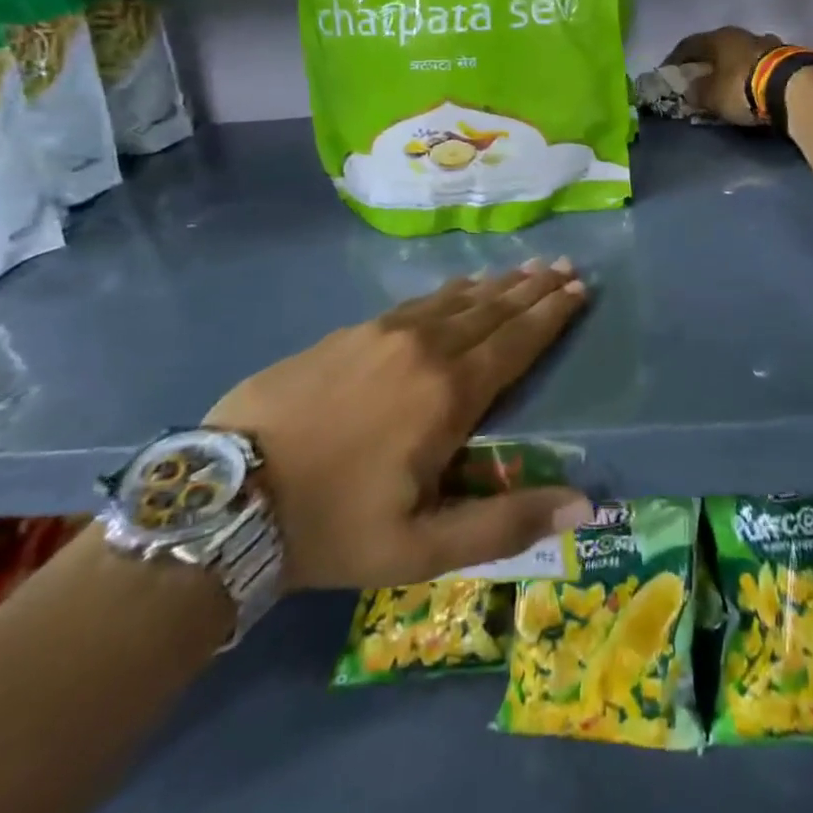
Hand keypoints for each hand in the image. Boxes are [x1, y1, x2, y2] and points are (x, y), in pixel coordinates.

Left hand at [206, 260, 594, 588]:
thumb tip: (585, 503)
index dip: (552, 314)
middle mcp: (425, 348)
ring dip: (496, 284)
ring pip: (457, 299)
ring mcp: (384, 333)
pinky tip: (459, 286)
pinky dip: (451, 291)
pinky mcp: (350, 331)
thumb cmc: (332, 526)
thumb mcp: (421, 548)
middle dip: (533, 287)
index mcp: (450, 394)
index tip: (580, 288)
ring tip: (525, 267)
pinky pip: (418, 301)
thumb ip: (505, 524)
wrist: (227, 497)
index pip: (517, 341)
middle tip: (563, 264)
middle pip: (493, 309)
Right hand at [663, 26, 785, 124]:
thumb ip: (696, 92)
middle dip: (706, 62)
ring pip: (741, 53)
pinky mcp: (787, 56)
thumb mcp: (711, 96)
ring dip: (731, 66)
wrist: (794, 87)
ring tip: (726, 82)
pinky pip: (760, 63)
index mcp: (718, 38)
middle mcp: (741, 34)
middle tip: (698, 77)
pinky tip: (750, 85)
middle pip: (717, 46)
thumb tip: (690, 89)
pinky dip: (751, 73)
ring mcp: (767, 42)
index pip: (689, 44)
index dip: (675, 59)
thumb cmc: (742, 87)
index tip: (668, 71)